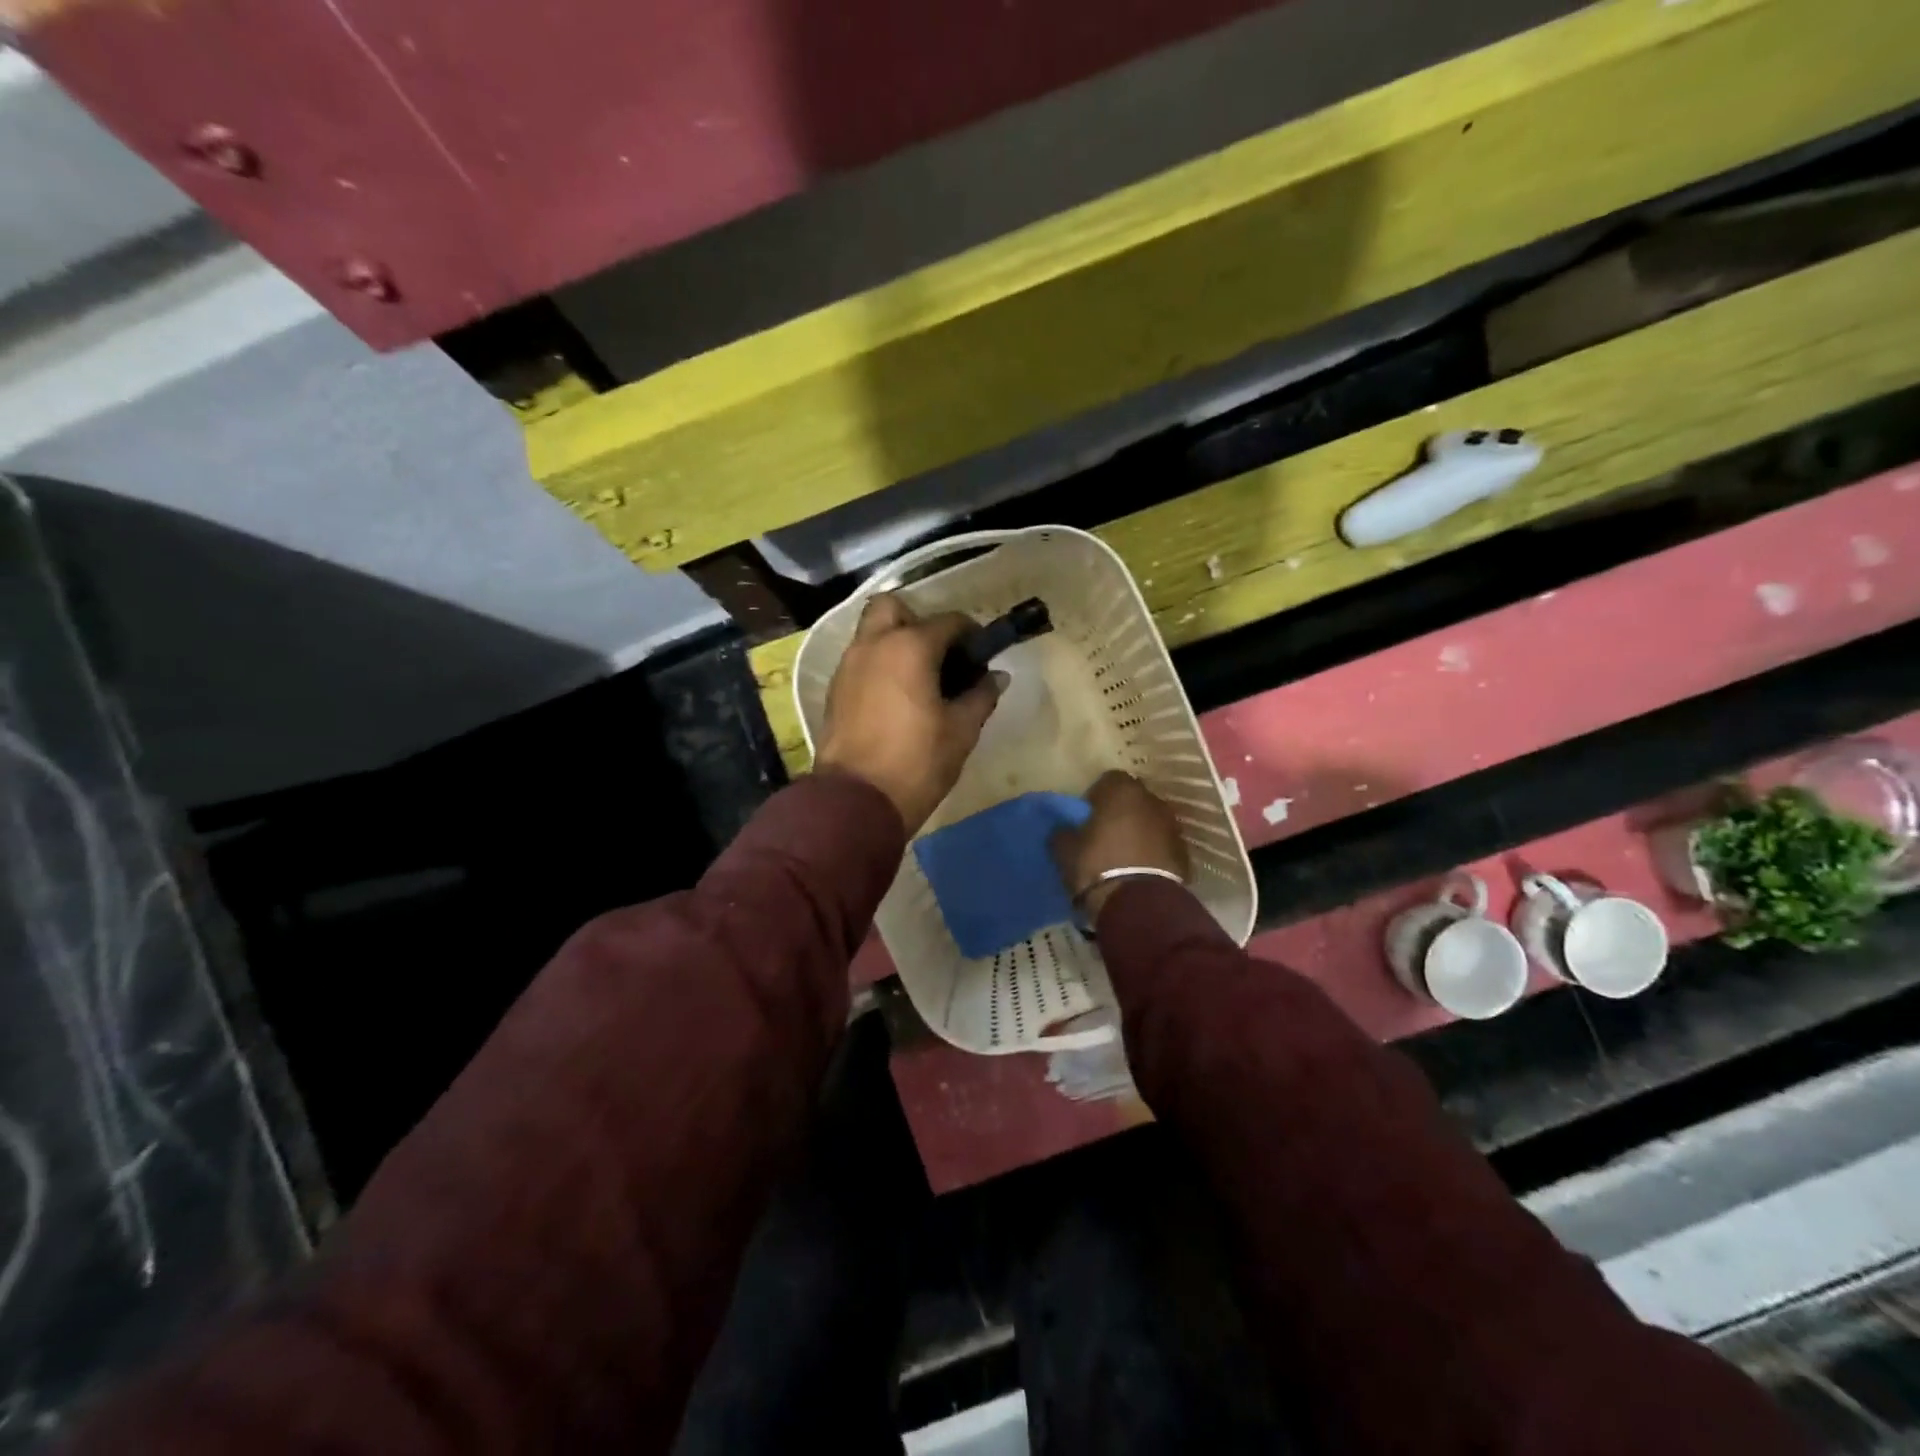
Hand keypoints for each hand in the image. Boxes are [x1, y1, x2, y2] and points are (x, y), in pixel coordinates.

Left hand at [815, 594, 1004, 834]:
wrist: (857, 801)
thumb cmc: (917, 762)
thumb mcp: (961, 730)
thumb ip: (981, 696)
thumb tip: (995, 676)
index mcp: (909, 646)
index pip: (949, 621)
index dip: (971, 634)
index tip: (982, 656)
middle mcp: (874, 644)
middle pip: (893, 607)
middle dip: (917, 620)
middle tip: (938, 654)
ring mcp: (848, 666)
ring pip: (871, 633)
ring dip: (895, 642)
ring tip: (920, 678)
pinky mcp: (835, 691)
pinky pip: (860, 661)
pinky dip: (879, 666)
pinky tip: (897, 697)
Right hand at [1051, 771, 1189, 916]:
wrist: (1138, 905)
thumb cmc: (1097, 866)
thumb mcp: (1064, 849)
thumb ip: (1063, 831)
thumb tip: (1065, 829)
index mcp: (1122, 791)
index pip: (1109, 780)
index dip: (1096, 796)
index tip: (1087, 816)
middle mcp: (1152, 801)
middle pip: (1134, 799)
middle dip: (1121, 812)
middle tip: (1105, 834)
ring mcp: (1173, 826)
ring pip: (1151, 822)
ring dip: (1140, 832)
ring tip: (1124, 854)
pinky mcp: (1184, 853)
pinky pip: (1163, 845)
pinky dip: (1154, 852)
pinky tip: (1141, 870)